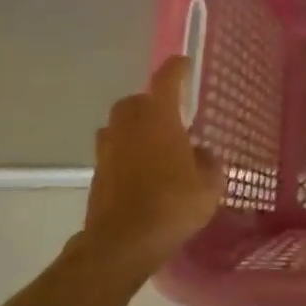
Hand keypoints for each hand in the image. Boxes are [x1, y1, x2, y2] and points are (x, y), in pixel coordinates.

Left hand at [76, 56, 223, 281]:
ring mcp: (108, 149)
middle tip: (170, 116)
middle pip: (136, 101)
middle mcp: (129, 125)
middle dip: (151, 103)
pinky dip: (126, 155)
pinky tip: (142, 173)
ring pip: (120, 126)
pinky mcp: (97, 174)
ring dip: (134, 129)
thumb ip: (208, 163)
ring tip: (154, 145)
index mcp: (159, 117)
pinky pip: (113, 152)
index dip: (176, 69)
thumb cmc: (173, 204)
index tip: (184, 63)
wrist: (123, 242)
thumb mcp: (209, 185)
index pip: (166, 79)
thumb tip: (201, 154)